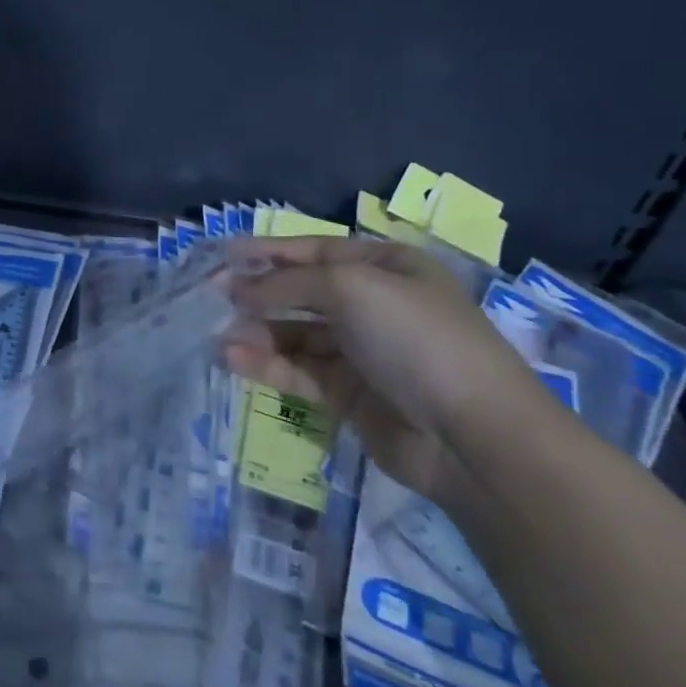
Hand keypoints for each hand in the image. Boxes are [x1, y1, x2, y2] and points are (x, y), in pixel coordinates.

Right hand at [222, 237, 554, 501]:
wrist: (473, 435)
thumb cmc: (416, 339)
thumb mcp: (351, 289)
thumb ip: (287, 283)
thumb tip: (236, 289)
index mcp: (387, 268)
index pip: (315, 251)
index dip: (269, 251)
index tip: (223, 256)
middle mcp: (374, 305)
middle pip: (302, 292)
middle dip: (258, 294)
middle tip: (212, 297)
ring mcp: (362, 352)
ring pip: (296, 335)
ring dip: (258, 333)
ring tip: (220, 336)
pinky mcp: (349, 395)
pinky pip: (299, 371)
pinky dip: (266, 365)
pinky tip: (234, 361)